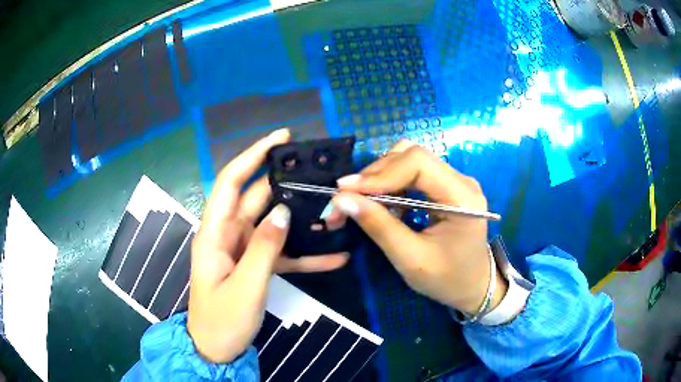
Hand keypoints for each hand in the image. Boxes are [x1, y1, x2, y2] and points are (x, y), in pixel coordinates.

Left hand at [187, 129, 348, 362]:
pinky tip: (335, 257)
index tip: (280, 138)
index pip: (231, 182)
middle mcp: (228, 235)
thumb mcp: (244, 287)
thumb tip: (283, 211)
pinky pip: (282, 254)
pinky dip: (305, 255)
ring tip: (331, 209)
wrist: (217, 349)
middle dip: (283, 183)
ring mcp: (244, 251)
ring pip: (273, 224)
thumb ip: (264, 249)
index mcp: (215, 233)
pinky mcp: (257, 267)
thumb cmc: (222, 320)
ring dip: (299, 218)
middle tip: (317, 171)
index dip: (252, 156)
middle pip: (256, 199)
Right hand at [329, 141, 507, 314]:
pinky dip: (390, 183)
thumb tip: (342, 200)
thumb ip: (379, 227)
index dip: (380, 173)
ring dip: (380, 176)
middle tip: (345, 197)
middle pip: (411, 156)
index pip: (418, 162)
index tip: (346, 191)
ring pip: (409, 160)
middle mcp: (461, 180)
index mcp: (462, 196)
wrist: (473, 287)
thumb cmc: (447, 280)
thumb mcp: (410, 259)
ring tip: (359, 199)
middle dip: (375, 174)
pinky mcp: (446, 187)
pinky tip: (380, 202)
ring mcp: (454, 181)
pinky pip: (413, 173)